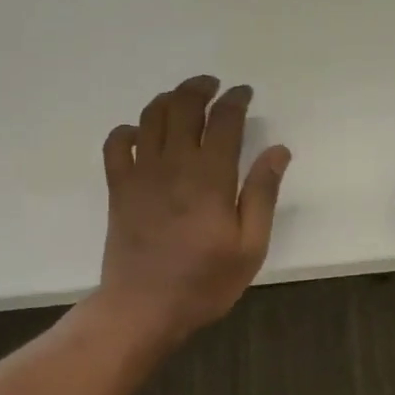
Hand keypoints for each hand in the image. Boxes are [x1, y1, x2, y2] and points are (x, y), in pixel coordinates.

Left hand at [96, 76, 291, 343]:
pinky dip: (128, 131)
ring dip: (168, 100)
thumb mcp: (250, 247)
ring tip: (182, 99)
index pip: (224, 120)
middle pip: (183, 107)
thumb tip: (278, 150)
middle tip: (213, 86)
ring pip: (150, 118)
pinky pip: (116, 145)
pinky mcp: (118, 189)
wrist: (144, 307)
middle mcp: (173, 165)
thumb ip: (262, 194)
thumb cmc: (204, 283)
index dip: (235, 100)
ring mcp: (141, 174)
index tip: (244, 93)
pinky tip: (140, 134)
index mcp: (210, 177)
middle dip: (200, 88)